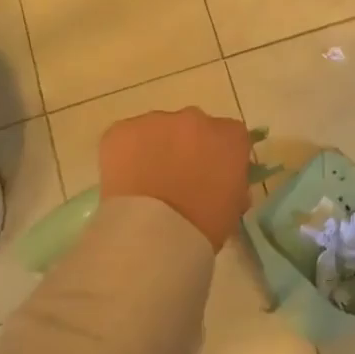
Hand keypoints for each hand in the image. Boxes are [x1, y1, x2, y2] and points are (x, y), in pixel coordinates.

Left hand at [98, 108, 252, 249]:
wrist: (153, 233)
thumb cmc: (202, 227)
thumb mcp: (233, 208)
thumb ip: (233, 184)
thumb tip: (222, 182)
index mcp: (230, 138)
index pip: (231, 136)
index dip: (220, 155)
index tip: (212, 176)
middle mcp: (196, 119)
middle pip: (194, 127)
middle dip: (187, 147)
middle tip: (177, 179)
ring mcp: (156, 121)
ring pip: (158, 129)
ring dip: (156, 148)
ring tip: (147, 183)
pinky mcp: (121, 130)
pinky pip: (126, 137)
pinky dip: (125, 154)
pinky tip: (125, 181)